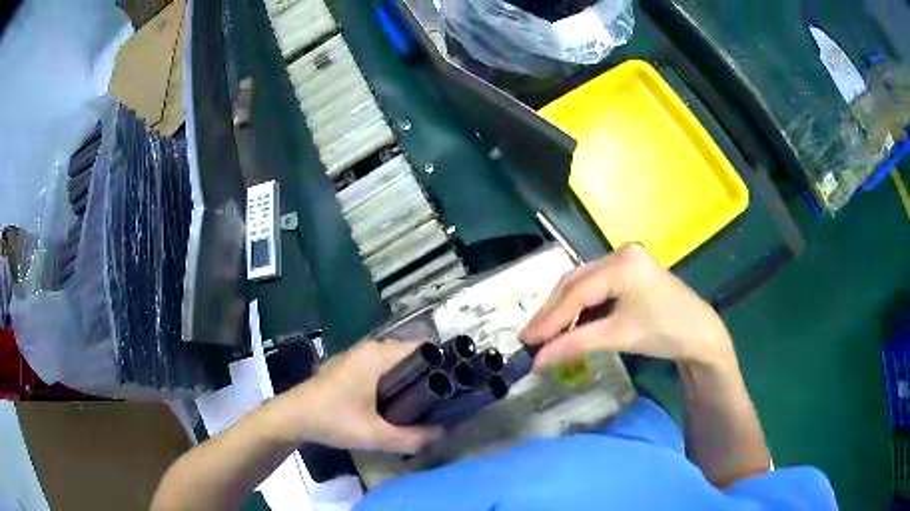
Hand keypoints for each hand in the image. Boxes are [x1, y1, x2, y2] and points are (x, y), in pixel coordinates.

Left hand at [275, 340, 443, 453]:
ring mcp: (359, 356)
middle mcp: (371, 348)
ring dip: (413, 380)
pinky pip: (384, 368)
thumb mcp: (374, 435)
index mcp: (378, 355)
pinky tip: (398, 404)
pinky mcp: (352, 366)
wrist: (292, 417)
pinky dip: (397, 381)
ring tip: (425, 405)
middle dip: (430, 375)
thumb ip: (412, 438)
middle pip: (413, 355)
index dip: (444, 364)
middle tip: (443, 402)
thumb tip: (443, 434)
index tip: (457, 386)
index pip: (424, 348)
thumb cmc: (331, 420)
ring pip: (398, 362)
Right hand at [521, 244, 735, 369]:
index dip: (549, 318)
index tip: (526, 340)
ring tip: (545, 335)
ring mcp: (625, 261)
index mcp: (622, 263)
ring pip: (582, 285)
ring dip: (564, 310)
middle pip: (576, 283)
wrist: (701, 334)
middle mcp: (620, 254)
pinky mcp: (628, 272)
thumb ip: (576, 344)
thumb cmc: (666, 332)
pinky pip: (595, 288)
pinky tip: (570, 326)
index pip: (577, 291)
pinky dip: (580, 308)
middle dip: (552, 313)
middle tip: (530, 338)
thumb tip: (537, 361)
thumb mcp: (619, 336)